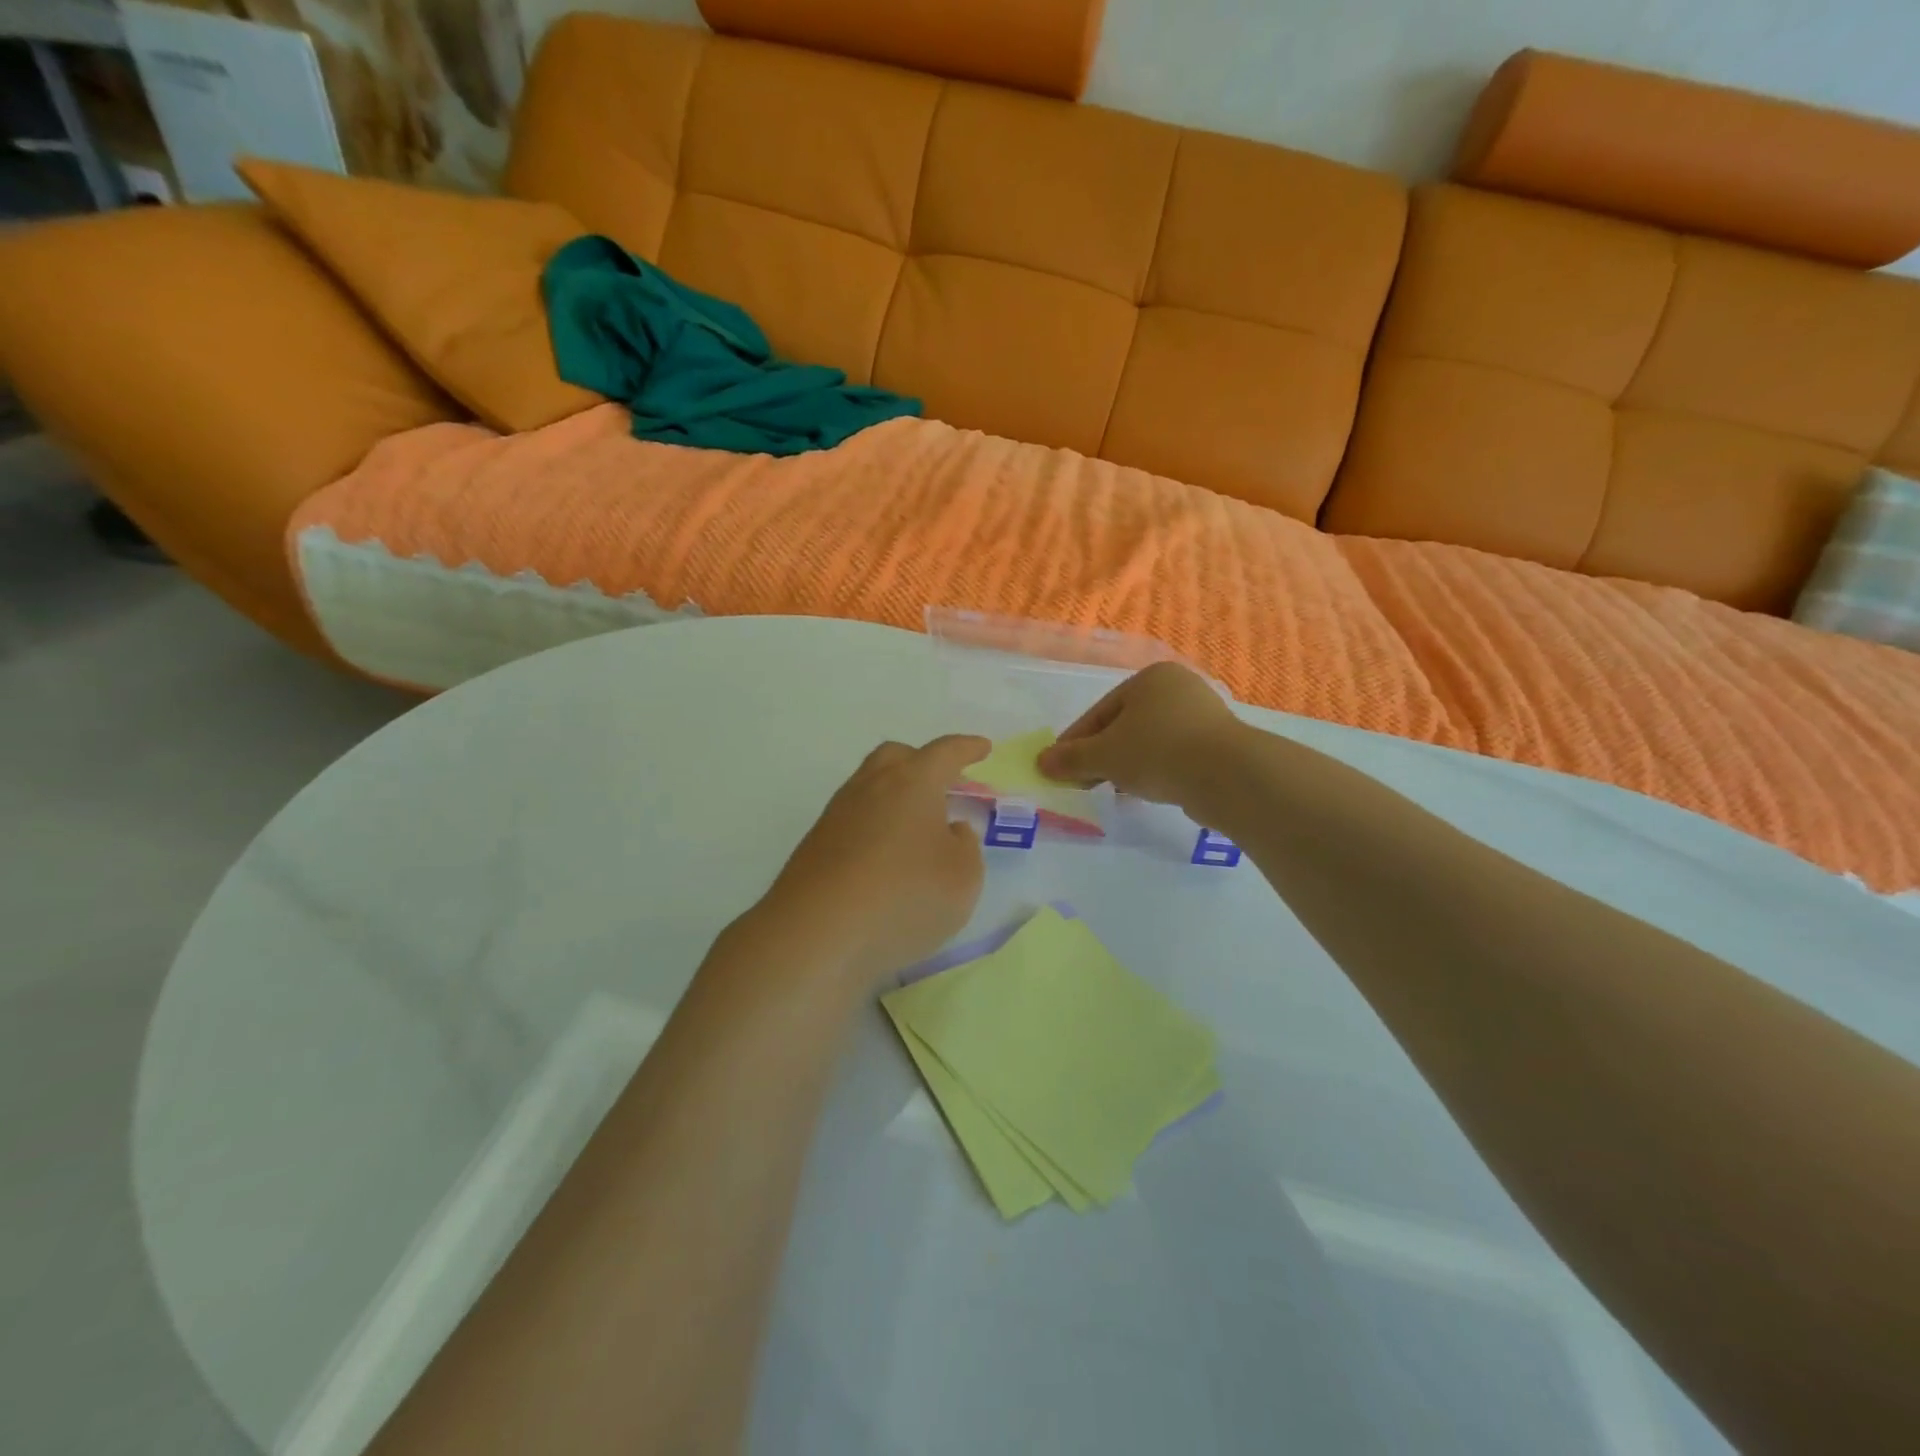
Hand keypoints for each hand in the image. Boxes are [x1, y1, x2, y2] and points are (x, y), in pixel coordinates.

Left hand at [750, 736, 989, 985]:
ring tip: (918, 826)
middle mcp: (871, 787)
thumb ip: (965, 847)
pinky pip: (854, 820)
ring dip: (896, 796)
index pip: (944, 753)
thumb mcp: (962, 878)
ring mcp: (837, 815)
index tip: (982, 748)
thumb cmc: (904, 898)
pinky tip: (887, 857)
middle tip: (944, 784)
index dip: (967, 748)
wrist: (815, 935)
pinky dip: (876, 826)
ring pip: (870, 787)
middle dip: (923, 762)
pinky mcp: (815, 846)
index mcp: (912, 782)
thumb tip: (950, 830)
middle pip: (897, 757)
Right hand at [1038, 662, 1246, 807]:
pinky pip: (1173, 755)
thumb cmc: (1157, 752)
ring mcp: (1203, 715)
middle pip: (1125, 725)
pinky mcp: (1218, 744)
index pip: (1100, 712)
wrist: (1227, 775)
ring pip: (1149, 741)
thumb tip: (1041, 762)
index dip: (1075, 742)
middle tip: (1082, 782)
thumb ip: (1071, 758)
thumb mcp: (1104, 755)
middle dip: (1101, 755)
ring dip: (1126, 765)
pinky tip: (1145, 791)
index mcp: (1150, 679)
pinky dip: (1154, 770)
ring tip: (1112, 790)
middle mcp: (1178, 688)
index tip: (1058, 767)